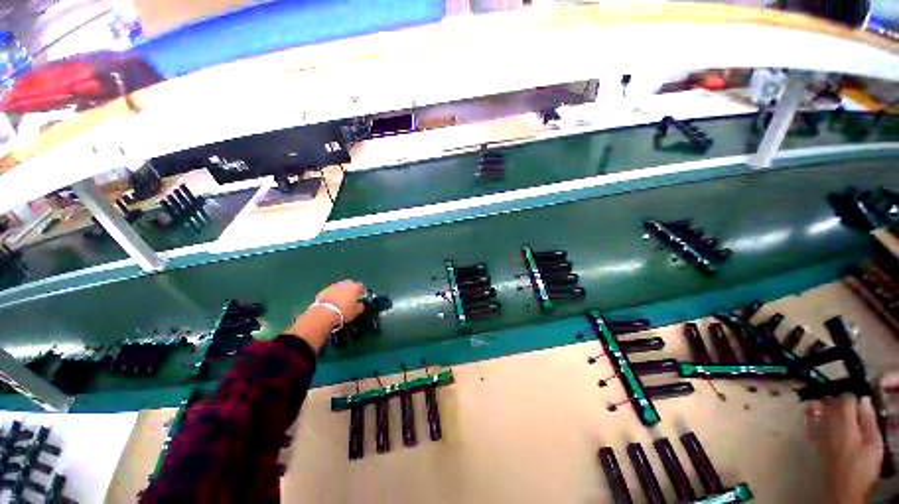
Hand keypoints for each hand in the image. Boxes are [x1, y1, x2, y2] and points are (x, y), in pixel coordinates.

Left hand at [283, 280, 365, 351]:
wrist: (324, 313)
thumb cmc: (344, 311)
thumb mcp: (357, 311)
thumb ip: (361, 306)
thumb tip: (360, 304)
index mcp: (355, 287)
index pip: (361, 286)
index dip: (361, 292)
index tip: (360, 298)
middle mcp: (344, 284)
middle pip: (350, 284)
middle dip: (351, 290)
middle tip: (351, 298)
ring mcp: (333, 286)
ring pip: (340, 287)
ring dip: (341, 292)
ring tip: (340, 301)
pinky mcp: (323, 290)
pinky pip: (331, 291)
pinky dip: (332, 295)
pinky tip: (331, 303)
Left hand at [805, 395, 882, 503]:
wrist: (844, 486)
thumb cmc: (862, 465)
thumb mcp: (874, 442)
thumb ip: (869, 420)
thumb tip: (864, 400)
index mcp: (845, 421)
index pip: (846, 399)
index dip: (852, 396)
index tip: (857, 397)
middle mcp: (829, 422)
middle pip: (831, 402)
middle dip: (837, 398)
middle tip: (846, 400)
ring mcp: (820, 431)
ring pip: (818, 409)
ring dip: (823, 403)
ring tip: (830, 402)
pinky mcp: (815, 440)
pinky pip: (809, 421)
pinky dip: (810, 412)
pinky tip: (812, 409)